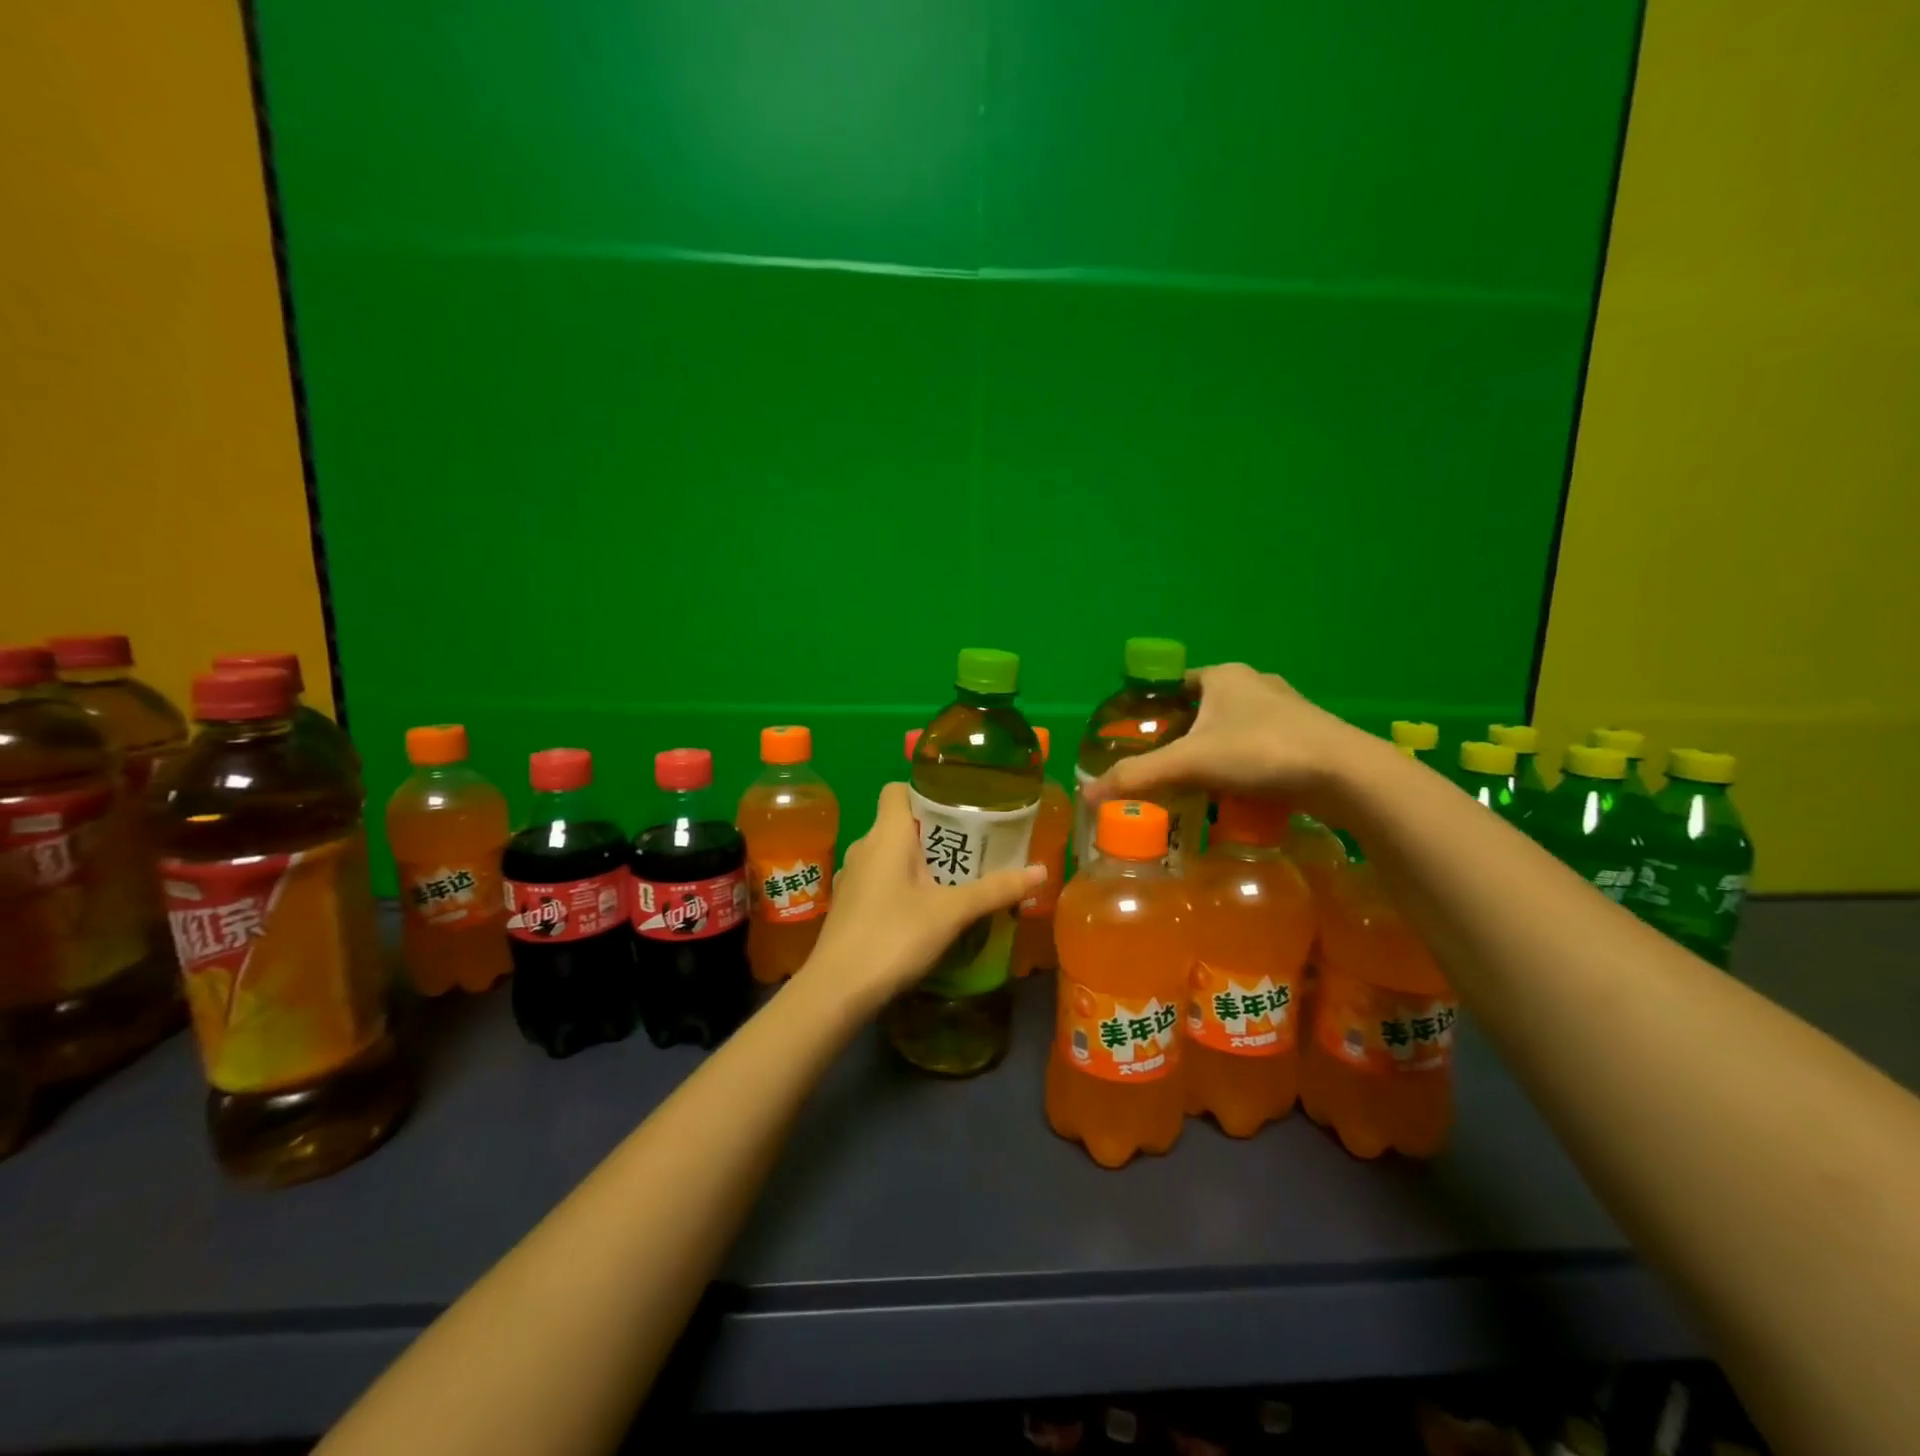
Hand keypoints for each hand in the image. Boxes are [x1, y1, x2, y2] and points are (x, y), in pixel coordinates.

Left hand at [800, 783, 1045, 1014]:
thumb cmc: (894, 936)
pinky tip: (923, 911)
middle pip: (899, 823)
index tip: (957, 809)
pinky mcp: (848, 904)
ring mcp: (852, 877)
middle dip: (934, 832)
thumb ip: (995, 889)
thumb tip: (1041, 870)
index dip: (925, 792)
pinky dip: (901, 885)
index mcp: (887, 834)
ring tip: (953, 879)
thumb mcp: (952, 912)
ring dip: (918, 861)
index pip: (897, 789)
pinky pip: (879, 879)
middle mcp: (864, 846)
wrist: (837, 990)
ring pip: (889, 854)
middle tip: (971, 848)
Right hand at [1083, 663, 1379, 818]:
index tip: (1135, 734)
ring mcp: (1287, 710)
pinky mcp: (1307, 738)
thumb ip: (1138, 777)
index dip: (1152, 705)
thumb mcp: (1190, 763)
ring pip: (1234, 729)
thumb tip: (1087, 796)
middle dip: (1182, 734)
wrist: (1346, 777)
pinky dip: (1242, 766)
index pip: (1175, 682)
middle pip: (1204, 707)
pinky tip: (1234, 792)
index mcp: (1225, 676)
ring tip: (1192, 782)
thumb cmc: (1261, 752)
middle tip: (1160, 764)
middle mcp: (1256, 684)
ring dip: (1214, 752)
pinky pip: (1260, 748)